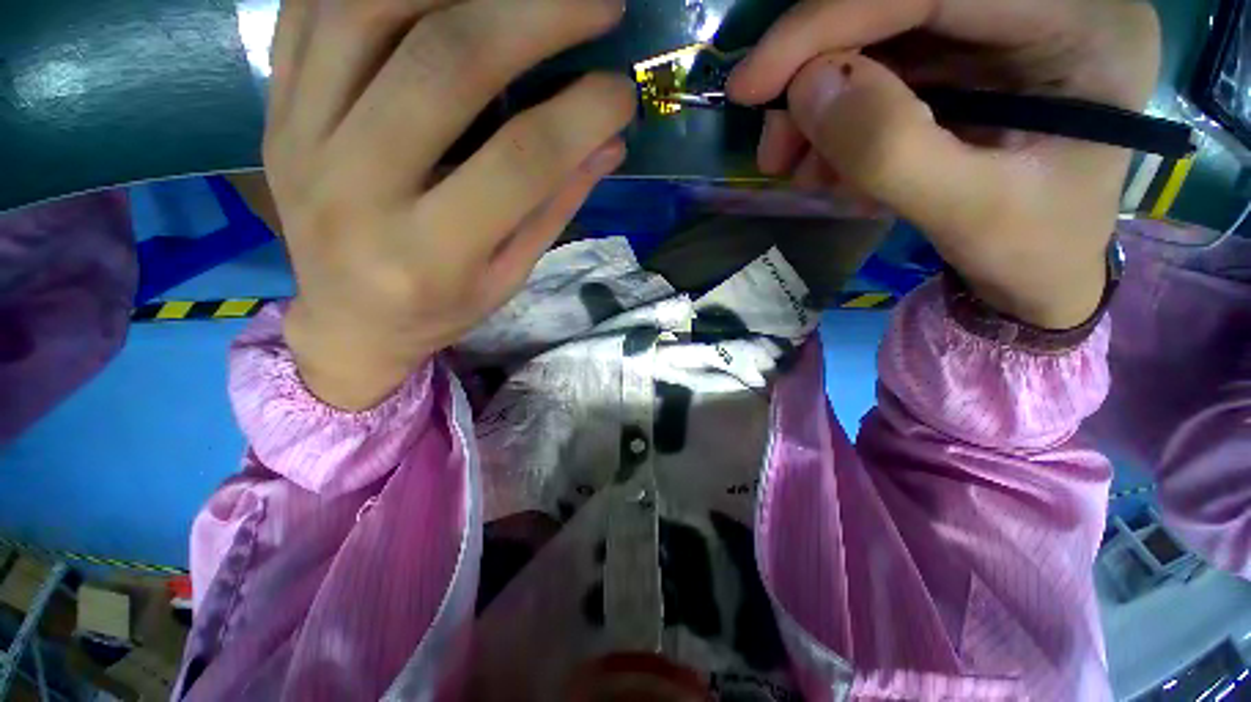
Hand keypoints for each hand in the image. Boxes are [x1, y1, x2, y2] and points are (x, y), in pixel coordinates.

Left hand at [265, 0, 634, 409]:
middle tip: (596, 2)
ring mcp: (299, 139)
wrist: (348, 321)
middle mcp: (356, 190)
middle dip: (534, 15)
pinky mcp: (277, 111)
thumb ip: (554, 209)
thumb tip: (609, 143)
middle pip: (443, 64)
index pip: (519, 162)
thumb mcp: (507, 278)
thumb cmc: (439, 309)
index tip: (622, 93)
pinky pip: (314, 9)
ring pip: (369, 11)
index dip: (581, 116)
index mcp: (429, 254)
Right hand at [728, 0, 1159, 328]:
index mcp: (1080, 24)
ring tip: (801, 170)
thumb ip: (891, 151)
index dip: (829, 20)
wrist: (1040, 273)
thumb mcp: (969, 214)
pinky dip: (837, 120)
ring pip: (877, 38)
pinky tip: (829, 167)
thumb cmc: (1030, 253)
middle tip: (776, 146)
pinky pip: (878, 70)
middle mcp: (1044, 3)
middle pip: (898, 3)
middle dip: (815, 72)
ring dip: (820, 106)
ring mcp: (1000, 27)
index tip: (752, 83)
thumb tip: (808, 91)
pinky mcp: (965, 57)